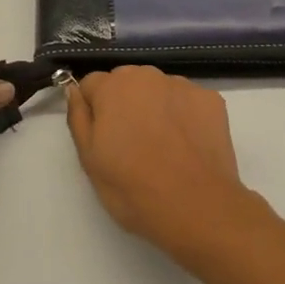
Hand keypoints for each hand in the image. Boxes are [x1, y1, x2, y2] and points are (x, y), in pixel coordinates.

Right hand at [66, 66, 257, 260]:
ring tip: (162, 146)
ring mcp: (182, 85)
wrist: (198, 207)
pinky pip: (187, 100)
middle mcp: (147, 75)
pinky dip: (184, 115)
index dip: (94, 110)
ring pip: (158, 89)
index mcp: (113, 87)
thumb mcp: (90, 160)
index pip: (92, 84)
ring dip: (154, 106)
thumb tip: (74, 90)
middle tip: (131, 144)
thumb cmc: (134, 189)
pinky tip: (187, 144)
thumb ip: (78, 118)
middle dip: (124, 104)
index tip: (103, 138)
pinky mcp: (210, 99)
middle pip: (126, 81)